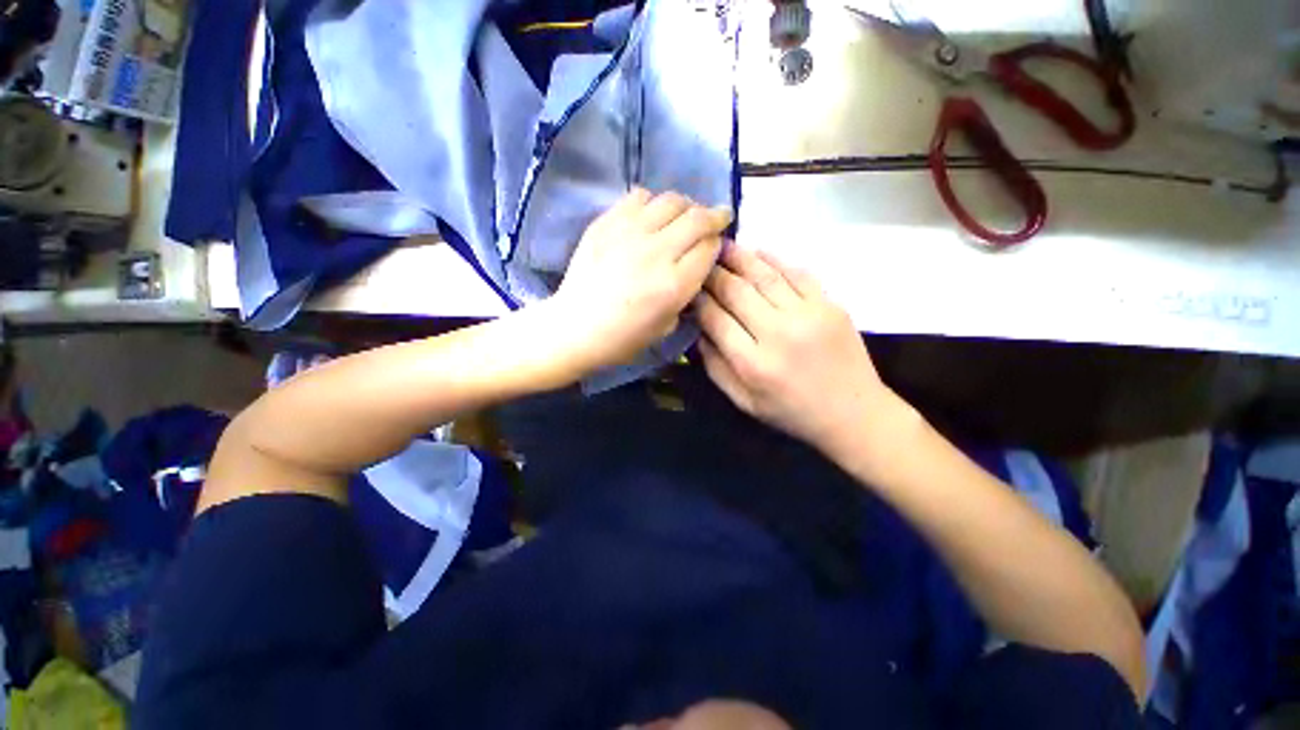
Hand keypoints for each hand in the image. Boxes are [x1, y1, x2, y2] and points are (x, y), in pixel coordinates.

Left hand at [549, 188, 730, 373]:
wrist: (576, 327)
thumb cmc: (623, 337)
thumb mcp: (667, 327)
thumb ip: (686, 294)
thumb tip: (695, 268)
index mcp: (674, 285)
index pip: (709, 248)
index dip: (717, 244)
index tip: (715, 245)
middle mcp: (657, 252)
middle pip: (698, 218)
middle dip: (714, 216)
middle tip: (717, 217)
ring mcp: (630, 233)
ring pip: (672, 201)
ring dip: (686, 206)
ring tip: (683, 216)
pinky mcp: (607, 223)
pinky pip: (639, 197)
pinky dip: (652, 202)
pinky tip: (649, 216)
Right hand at [698, 245, 897, 453]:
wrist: (853, 413)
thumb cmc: (791, 412)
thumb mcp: (744, 402)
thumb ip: (716, 368)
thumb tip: (699, 332)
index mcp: (753, 363)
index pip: (715, 319)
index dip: (698, 300)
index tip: (689, 289)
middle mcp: (778, 333)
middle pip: (736, 291)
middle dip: (714, 274)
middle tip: (701, 262)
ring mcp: (808, 314)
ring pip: (764, 276)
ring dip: (740, 258)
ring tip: (723, 246)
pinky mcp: (830, 304)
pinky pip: (797, 273)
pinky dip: (774, 260)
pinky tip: (758, 252)